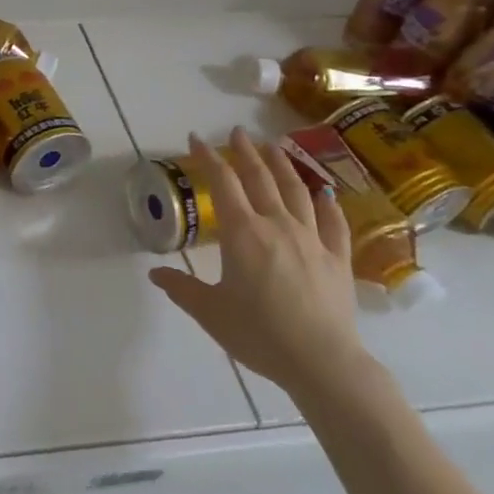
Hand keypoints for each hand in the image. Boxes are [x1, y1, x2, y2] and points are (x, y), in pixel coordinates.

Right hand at [147, 128, 368, 397]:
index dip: (208, 158)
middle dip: (245, 152)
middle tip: (237, 132)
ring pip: (296, 191)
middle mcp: (276, 225)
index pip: (222, 183)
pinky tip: (324, 193)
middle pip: (260, 178)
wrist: (322, 362)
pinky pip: (333, 223)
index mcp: (242, 233)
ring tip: (274, 146)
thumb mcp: (210, 312)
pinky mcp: (337, 258)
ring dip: (282, 165)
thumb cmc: (259, 334)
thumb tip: (155, 273)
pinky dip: (328, 204)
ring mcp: (311, 239)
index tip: (196, 139)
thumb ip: (182, 288)